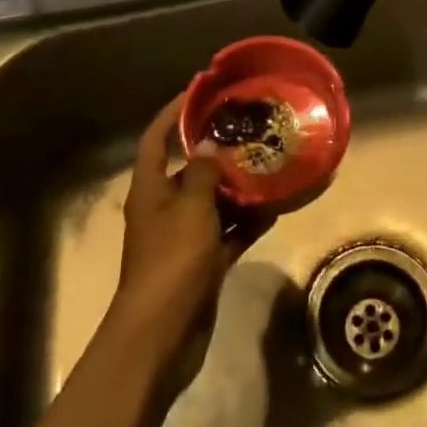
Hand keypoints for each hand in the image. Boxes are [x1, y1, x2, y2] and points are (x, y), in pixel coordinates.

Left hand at [108, 95, 272, 371]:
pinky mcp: (203, 263)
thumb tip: (208, 146)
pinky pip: (229, 232)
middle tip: (251, 130)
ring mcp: (184, 238)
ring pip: (214, 201)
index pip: (156, 139)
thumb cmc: (171, 261)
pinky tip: (276, 207)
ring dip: (239, 187)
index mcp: (150, 189)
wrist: (162, 336)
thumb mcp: (190, 208)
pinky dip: (248, 221)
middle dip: (217, 152)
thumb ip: (202, 173)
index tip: (199, 90)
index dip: (173, 112)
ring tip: (271, 163)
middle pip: (190, 170)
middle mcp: (165, 208)